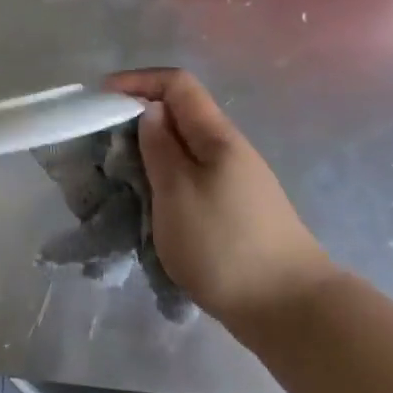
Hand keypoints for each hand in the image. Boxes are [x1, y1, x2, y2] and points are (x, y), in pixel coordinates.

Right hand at [108, 68, 334, 333]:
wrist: (291, 312)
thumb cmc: (225, 245)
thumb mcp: (178, 191)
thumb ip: (159, 147)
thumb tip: (150, 112)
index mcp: (217, 137)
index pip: (177, 84)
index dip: (137, 81)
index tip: (101, 98)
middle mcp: (228, 151)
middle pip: (179, 117)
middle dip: (136, 122)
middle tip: (102, 147)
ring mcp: (234, 183)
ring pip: (183, 153)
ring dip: (147, 157)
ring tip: (119, 181)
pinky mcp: (233, 212)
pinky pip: (189, 181)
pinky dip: (162, 184)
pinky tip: (149, 210)